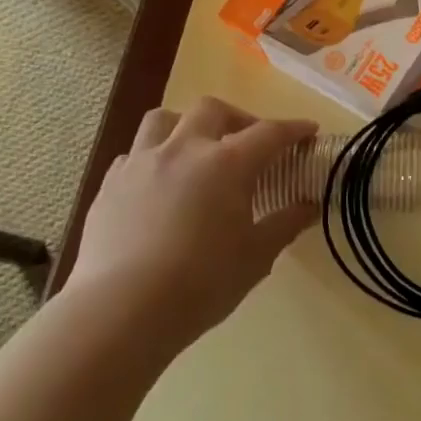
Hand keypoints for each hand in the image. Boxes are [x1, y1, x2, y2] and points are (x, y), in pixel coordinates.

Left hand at [67, 98, 317, 343]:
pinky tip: (159, 185)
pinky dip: (153, 159)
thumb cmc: (202, 282)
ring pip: (164, 120)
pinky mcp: (110, 185)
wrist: (122, 310)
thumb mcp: (257, 256)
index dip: (293, 129)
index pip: (269, 133)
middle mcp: (184, 150)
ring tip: (197, 151)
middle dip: (238, 118)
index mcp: (227, 163)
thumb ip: (286, 224)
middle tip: (250, 143)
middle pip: (213, 110)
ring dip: (187, 126)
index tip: (309, 131)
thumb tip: (310, 206)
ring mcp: (141, 163)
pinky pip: (134, 155)